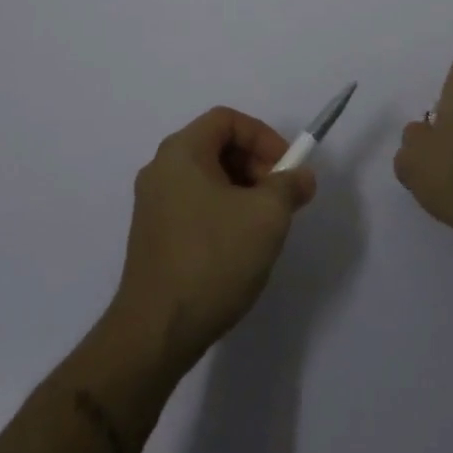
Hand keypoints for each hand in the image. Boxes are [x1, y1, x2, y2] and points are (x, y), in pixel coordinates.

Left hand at [112, 107, 316, 371]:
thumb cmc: (212, 259)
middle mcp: (161, 169)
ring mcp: (152, 205)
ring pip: (208, 179)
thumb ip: (289, 186)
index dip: (263, 136)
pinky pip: (195, 205)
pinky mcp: (152, 237)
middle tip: (280, 197)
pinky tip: (239, 248)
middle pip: (217, 146)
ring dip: (242, 191)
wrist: (155, 332)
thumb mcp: (266, 217)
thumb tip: (301, 177)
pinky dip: (222, 212)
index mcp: (181, 151)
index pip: (227, 120)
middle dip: (255, 165)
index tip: (287, 168)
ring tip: (264, 226)